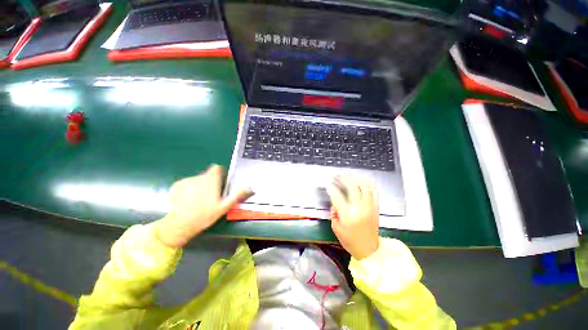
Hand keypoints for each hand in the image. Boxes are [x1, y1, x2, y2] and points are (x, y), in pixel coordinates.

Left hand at [155, 165, 252, 247]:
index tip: (221, 183)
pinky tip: (188, 201)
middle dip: (211, 182)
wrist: (179, 225)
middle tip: (211, 196)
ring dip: (200, 186)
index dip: (220, 173)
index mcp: (211, 180)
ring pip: (197, 180)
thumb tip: (250, 188)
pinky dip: (189, 189)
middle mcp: (198, 177)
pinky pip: (187, 184)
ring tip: (199, 201)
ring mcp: (186, 181)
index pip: (217, 168)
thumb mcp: (224, 207)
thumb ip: (237, 195)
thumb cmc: (204, 215)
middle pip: (208, 175)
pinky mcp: (176, 185)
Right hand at [326, 176, 379, 259]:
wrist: (369, 249)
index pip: (338, 196)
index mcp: (348, 215)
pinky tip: (361, 180)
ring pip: (364, 186)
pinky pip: (374, 191)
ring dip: (355, 179)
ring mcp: (369, 206)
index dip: (331, 188)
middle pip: (352, 187)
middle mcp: (359, 208)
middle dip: (343, 179)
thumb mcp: (336, 228)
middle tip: (337, 177)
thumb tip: (334, 202)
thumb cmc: (350, 240)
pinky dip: (367, 183)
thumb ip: (334, 213)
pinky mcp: (375, 207)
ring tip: (348, 177)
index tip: (327, 184)